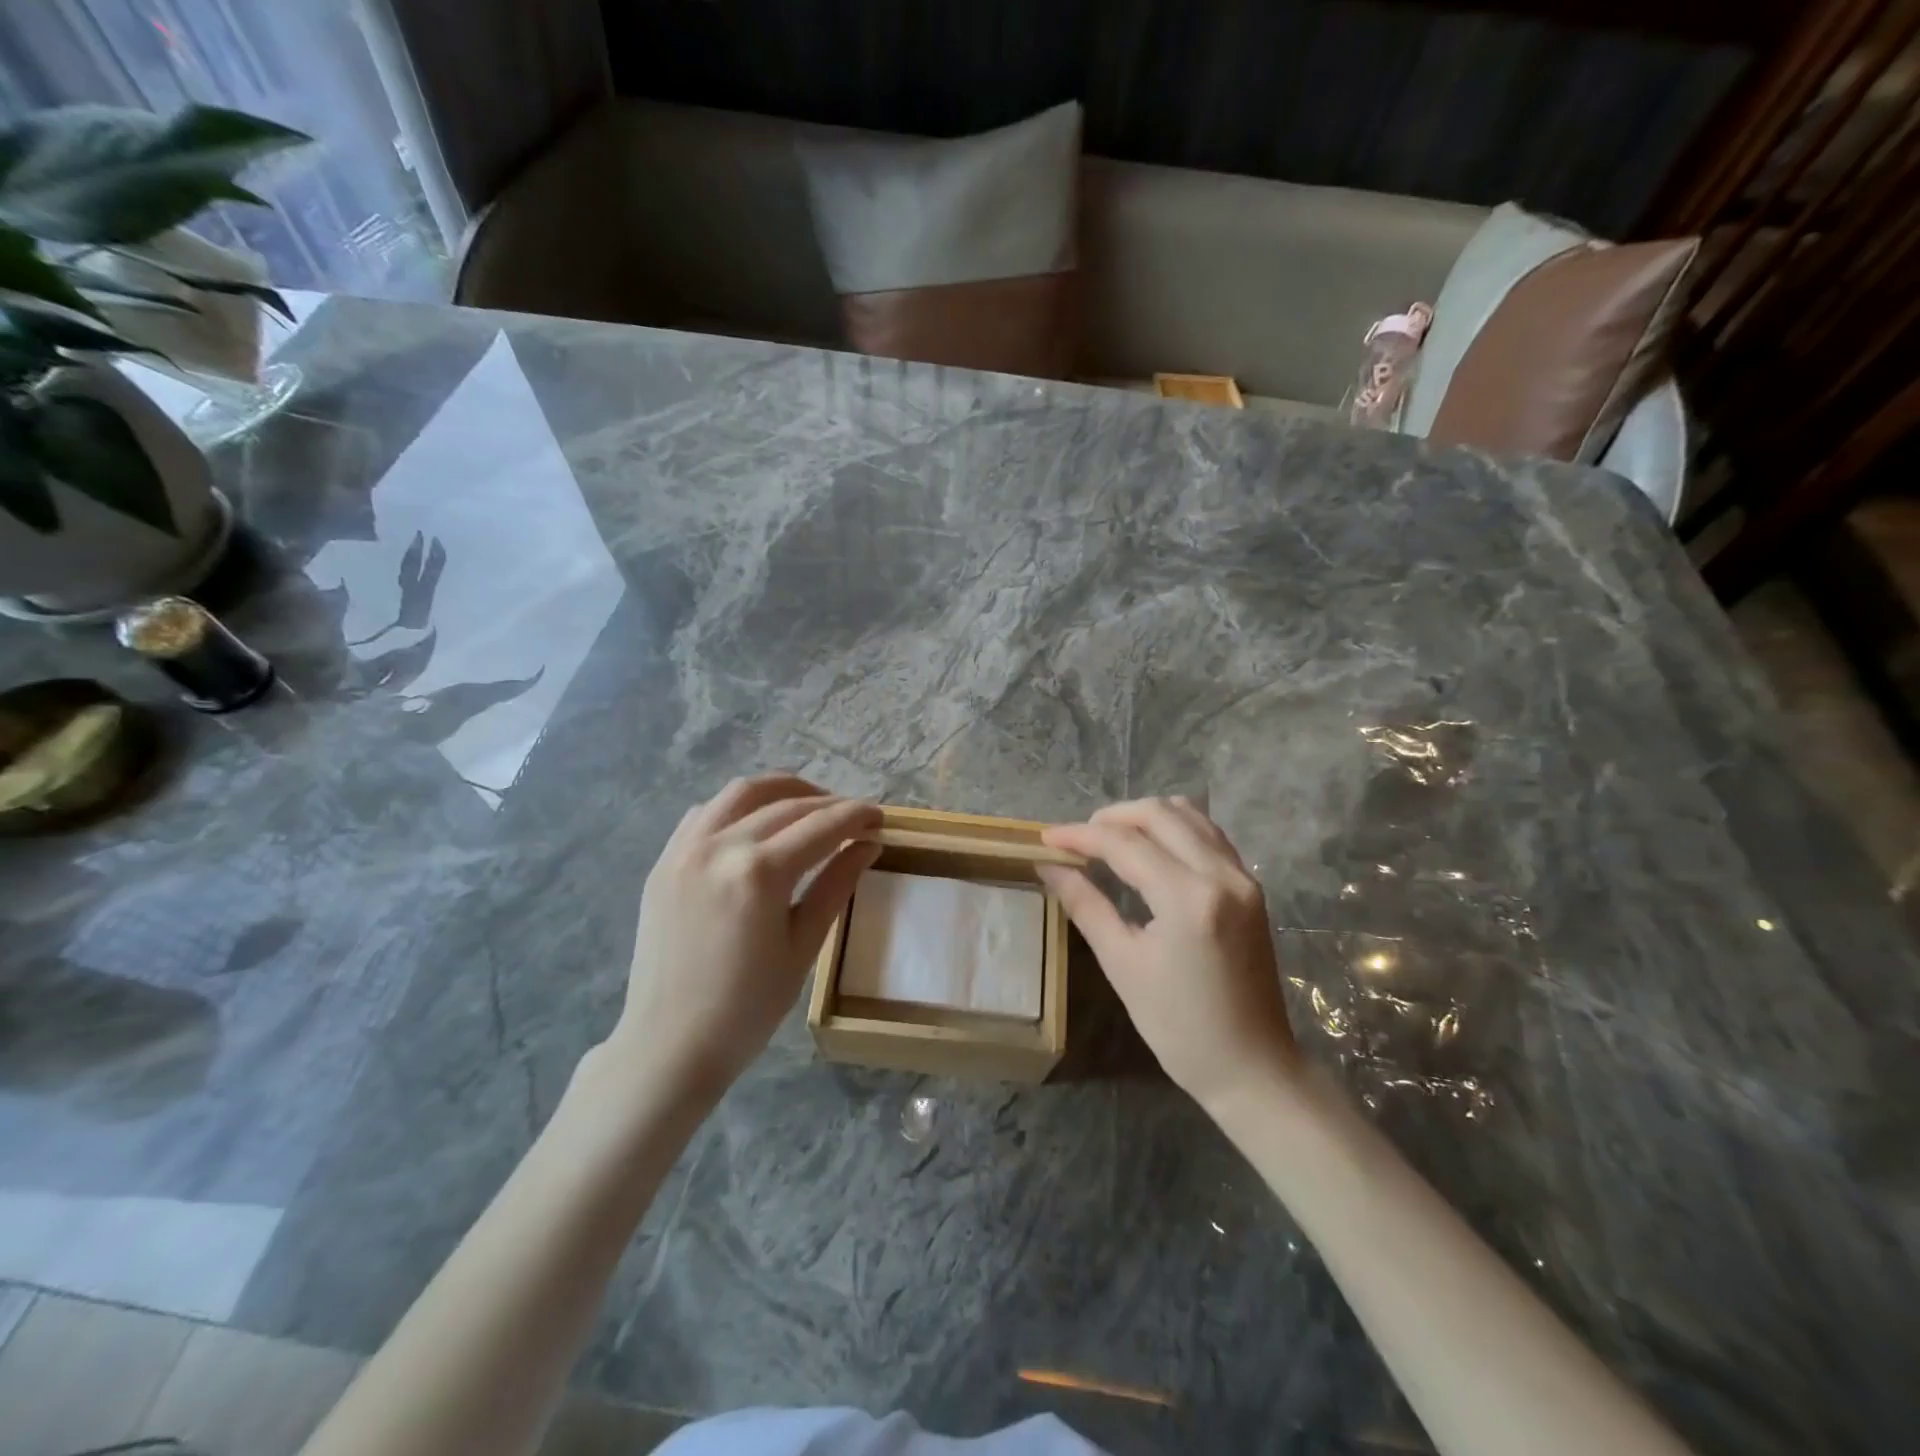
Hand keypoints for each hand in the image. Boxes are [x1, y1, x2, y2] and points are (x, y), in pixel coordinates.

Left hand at [604, 775, 880, 1105]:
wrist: (668, 1045)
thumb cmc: (747, 1008)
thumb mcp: (804, 947)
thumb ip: (837, 885)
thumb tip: (869, 844)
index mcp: (759, 872)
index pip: (821, 826)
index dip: (856, 816)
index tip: (880, 817)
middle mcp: (719, 845)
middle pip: (786, 804)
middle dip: (829, 804)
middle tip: (856, 817)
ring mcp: (685, 848)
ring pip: (742, 792)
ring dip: (783, 790)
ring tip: (812, 805)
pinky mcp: (665, 860)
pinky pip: (707, 811)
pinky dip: (739, 806)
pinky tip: (757, 823)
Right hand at [1040, 797, 1298, 1112]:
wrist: (1252, 1066)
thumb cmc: (1178, 1027)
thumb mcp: (1122, 964)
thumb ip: (1085, 905)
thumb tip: (1049, 866)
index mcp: (1188, 898)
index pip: (1124, 843)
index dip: (1080, 835)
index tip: (1046, 838)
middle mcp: (1221, 874)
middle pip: (1159, 813)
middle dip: (1112, 817)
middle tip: (1078, 838)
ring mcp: (1243, 877)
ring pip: (1189, 814)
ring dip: (1145, 816)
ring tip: (1110, 838)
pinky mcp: (1251, 886)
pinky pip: (1208, 834)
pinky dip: (1174, 828)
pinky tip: (1151, 848)